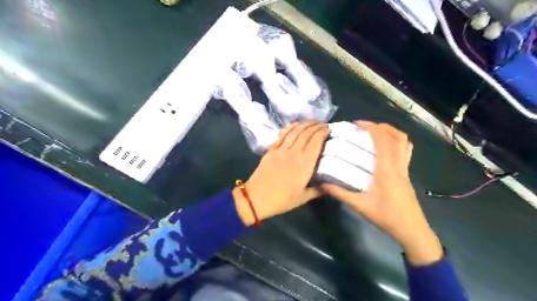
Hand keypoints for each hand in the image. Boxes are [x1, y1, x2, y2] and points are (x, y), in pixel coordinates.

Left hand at [233, 120, 328, 224]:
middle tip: (323, 124)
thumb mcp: (303, 198)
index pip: (316, 142)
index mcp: (305, 164)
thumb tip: (329, 186)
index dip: (323, 133)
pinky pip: (282, 135)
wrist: (256, 198)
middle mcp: (294, 153)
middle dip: (316, 126)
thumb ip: (317, 190)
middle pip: (306, 134)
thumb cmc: (282, 200)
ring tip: (312, 121)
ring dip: (305, 124)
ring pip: (295, 132)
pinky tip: (295, 124)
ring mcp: (281, 150)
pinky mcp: (271, 150)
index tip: (329, 129)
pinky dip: (290, 128)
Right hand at [323, 120, 439, 265]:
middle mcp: (398, 165)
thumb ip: (340, 193)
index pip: (383, 140)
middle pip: (397, 137)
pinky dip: (397, 142)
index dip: (372, 127)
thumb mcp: (360, 206)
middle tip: (365, 126)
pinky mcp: (407, 174)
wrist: (411, 230)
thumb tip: (323, 184)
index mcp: (387, 169)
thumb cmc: (386, 216)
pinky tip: (386, 148)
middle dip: (381, 126)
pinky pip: (406, 151)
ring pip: (405, 143)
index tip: (358, 123)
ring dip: (391, 132)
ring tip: (376, 132)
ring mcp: (405, 169)